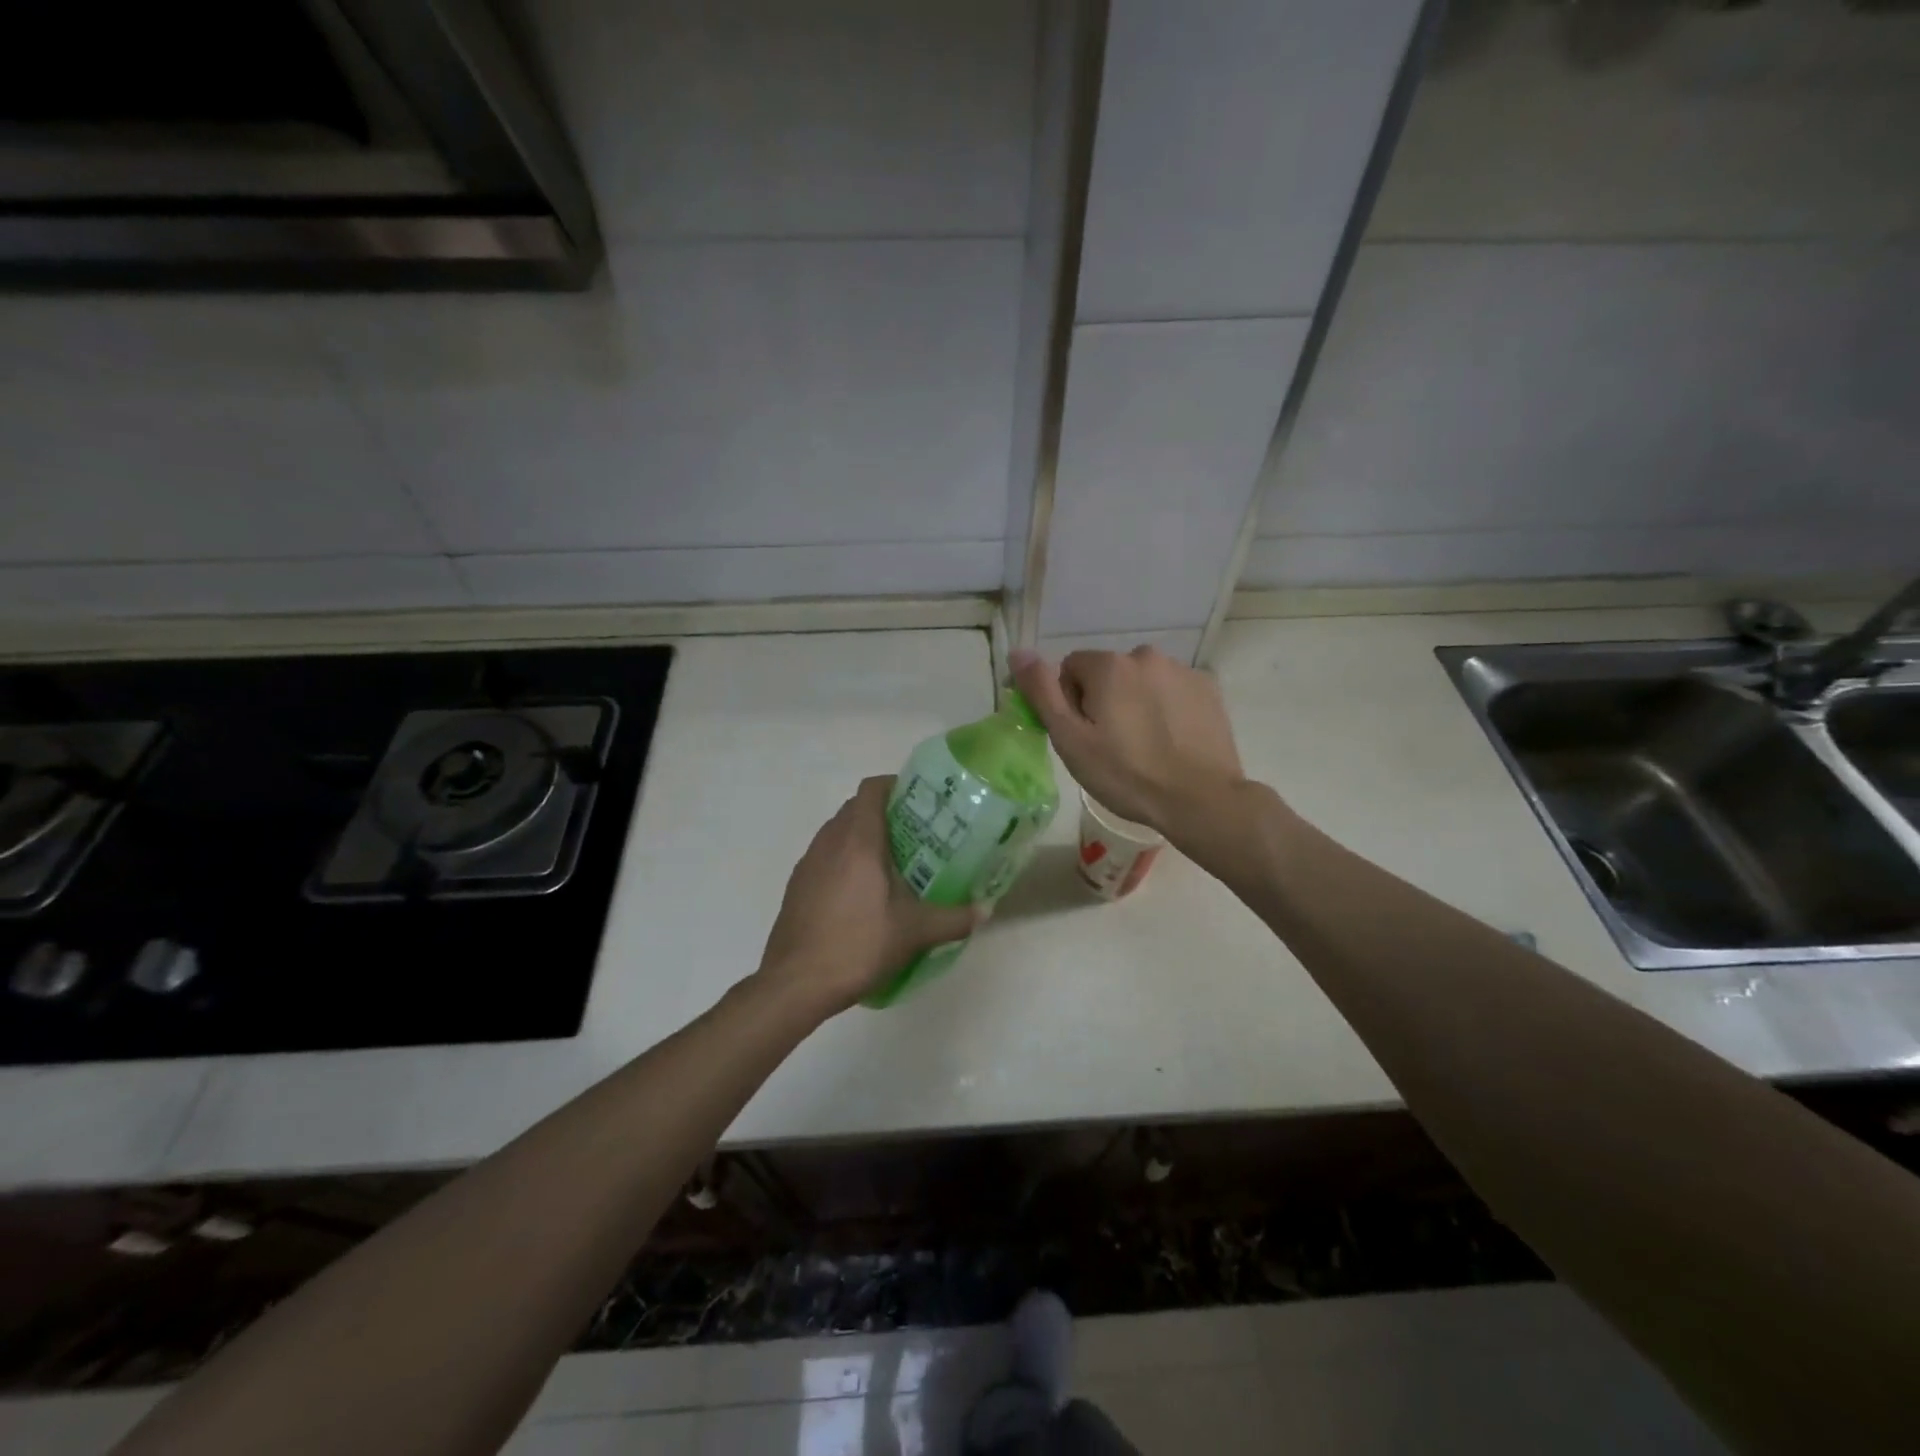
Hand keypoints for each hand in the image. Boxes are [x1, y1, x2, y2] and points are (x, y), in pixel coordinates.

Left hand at [756, 776, 981, 1015]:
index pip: (872, 789)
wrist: (795, 983)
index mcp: (858, 840)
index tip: (920, 802)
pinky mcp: (797, 885)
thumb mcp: (914, 933)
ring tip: (893, 864)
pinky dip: (845, 860)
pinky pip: (825, 856)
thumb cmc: (857, 945)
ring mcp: (808, 862)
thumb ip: (954, 918)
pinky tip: (862, 893)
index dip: (896, 786)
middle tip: (917, 835)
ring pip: (838, 832)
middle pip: (856, 808)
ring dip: (863, 837)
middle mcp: (829, 841)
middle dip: (886, 813)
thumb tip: (984, 911)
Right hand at [1010, 645, 1243, 838]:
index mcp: (1109, 665)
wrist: (1199, 799)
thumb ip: (1042, 692)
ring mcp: (1182, 670)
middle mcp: (1146, 656)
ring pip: (1141, 681)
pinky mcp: (1208, 688)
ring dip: (1136, 702)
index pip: (1071, 668)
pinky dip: (1166, 708)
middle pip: (1108, 673)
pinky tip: (1171, 741)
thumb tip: (1019, 651)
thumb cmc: (1126, 774)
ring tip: (1145, 746)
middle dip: (1105, 700)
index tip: (1085, 736)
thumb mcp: (1071, 739)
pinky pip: (1172, 690)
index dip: (1071, 702)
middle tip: (1112, 745)